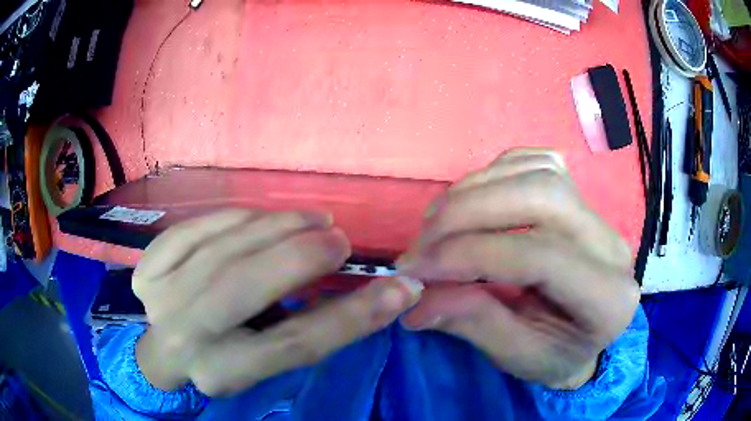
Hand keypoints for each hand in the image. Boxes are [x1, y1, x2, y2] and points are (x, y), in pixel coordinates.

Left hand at [133, 209, 422, 395]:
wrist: (163, 352)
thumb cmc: (225, 359)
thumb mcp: (268, 358)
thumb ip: (316, 327)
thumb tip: (385, 293)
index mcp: (222, 373)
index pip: (294, 345)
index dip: (353, 316)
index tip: (399, 287)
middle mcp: (184, 338)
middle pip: (246, 288)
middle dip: (300, 256)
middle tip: (338, 238)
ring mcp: (158, 298)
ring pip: (221, 250)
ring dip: (272, 227)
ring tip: (310, 219)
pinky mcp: (146, 269)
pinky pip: (192, 230)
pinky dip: (232, 218)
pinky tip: (258, 217)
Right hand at [398, 149, 638, 389]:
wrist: (582, 336)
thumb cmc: (554, 355)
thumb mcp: (517, 357)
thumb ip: (474, 324)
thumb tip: (417, 297)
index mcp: (607, 298)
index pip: (541, 257)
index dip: (471, 255)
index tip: (417, 268)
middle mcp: (611, 245)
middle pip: (543, 196)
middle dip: (470, 211)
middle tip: (422, 241)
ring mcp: (597, 213)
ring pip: (538, 172)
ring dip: (475, 189)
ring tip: (436, 222)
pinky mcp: (579, 197)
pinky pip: (537, 162)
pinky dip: (495, 172)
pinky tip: (471, 198)